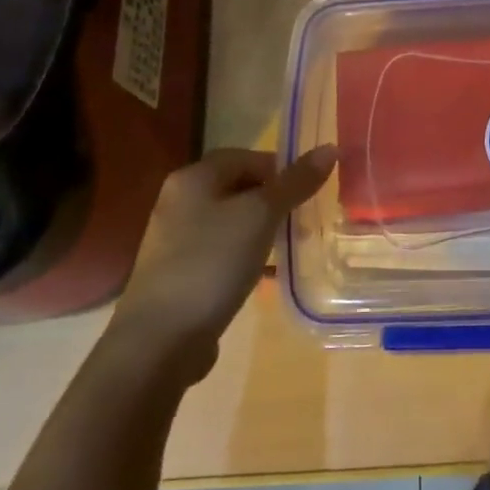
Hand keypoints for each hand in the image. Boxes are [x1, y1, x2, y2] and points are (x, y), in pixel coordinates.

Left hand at [112, 145, 336, 381]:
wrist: (159, 341)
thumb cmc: (212, 263)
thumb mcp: (260, 216)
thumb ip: (295, 182)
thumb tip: (330, 148)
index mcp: (193, 178)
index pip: (246, 157)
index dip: (280, 168)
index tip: (309, 191)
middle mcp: (180, 201)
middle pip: (239, 187)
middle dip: (275, 201)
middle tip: (305, 219)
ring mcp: (176, 240)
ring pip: (232, 222)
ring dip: (263, 230)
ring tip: (292, 247)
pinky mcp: (180, 273)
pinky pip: (222, 251)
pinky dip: (246, 255)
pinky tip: (266, 274)